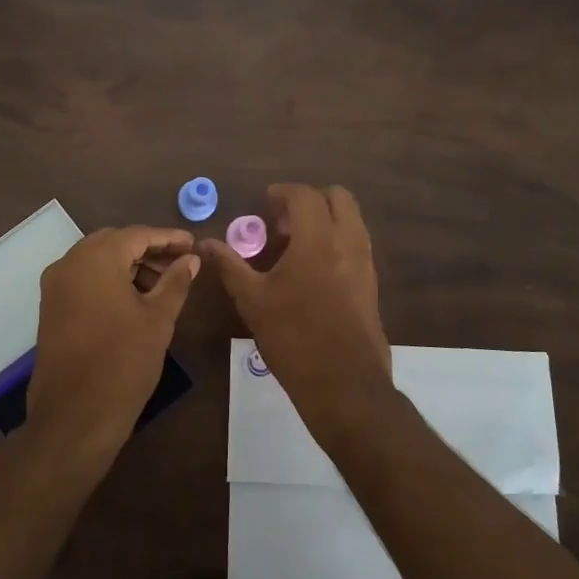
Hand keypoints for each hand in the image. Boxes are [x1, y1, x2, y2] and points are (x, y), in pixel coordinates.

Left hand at [25, 226, 199, 476]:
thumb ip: (175, 282)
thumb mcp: (158, 319)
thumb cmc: (122, 363)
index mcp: (95, 259)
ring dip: (129, 265)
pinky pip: (84, 280)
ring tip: (163, 285)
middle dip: (148, 249)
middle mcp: (69, 263)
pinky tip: (135, 299)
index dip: (168, 238)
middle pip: (114, 243)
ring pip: (97, 261)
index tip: (193, 244)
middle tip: (180, 263)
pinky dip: (110, 281)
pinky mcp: (51, 308)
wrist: (74, 416)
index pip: (137, 235)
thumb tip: (190, 259)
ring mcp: (55, 286)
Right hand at [200, 184, 391, 421]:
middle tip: (283, 223)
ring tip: (296, 245)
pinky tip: (312, 270)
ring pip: (352, 219)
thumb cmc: (293, 339)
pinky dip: (336, 240)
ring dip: (326, 219)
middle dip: (310, 200)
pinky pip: (357, 243)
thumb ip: (230, 266)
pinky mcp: (371, 283)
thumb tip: (206, 243)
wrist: (344, 385)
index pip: (304, 196)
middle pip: (338, 198)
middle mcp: (348, 243)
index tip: (265, 204)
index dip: (282, 193)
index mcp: (317, 241)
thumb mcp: (253, 301)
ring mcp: (365, 263)